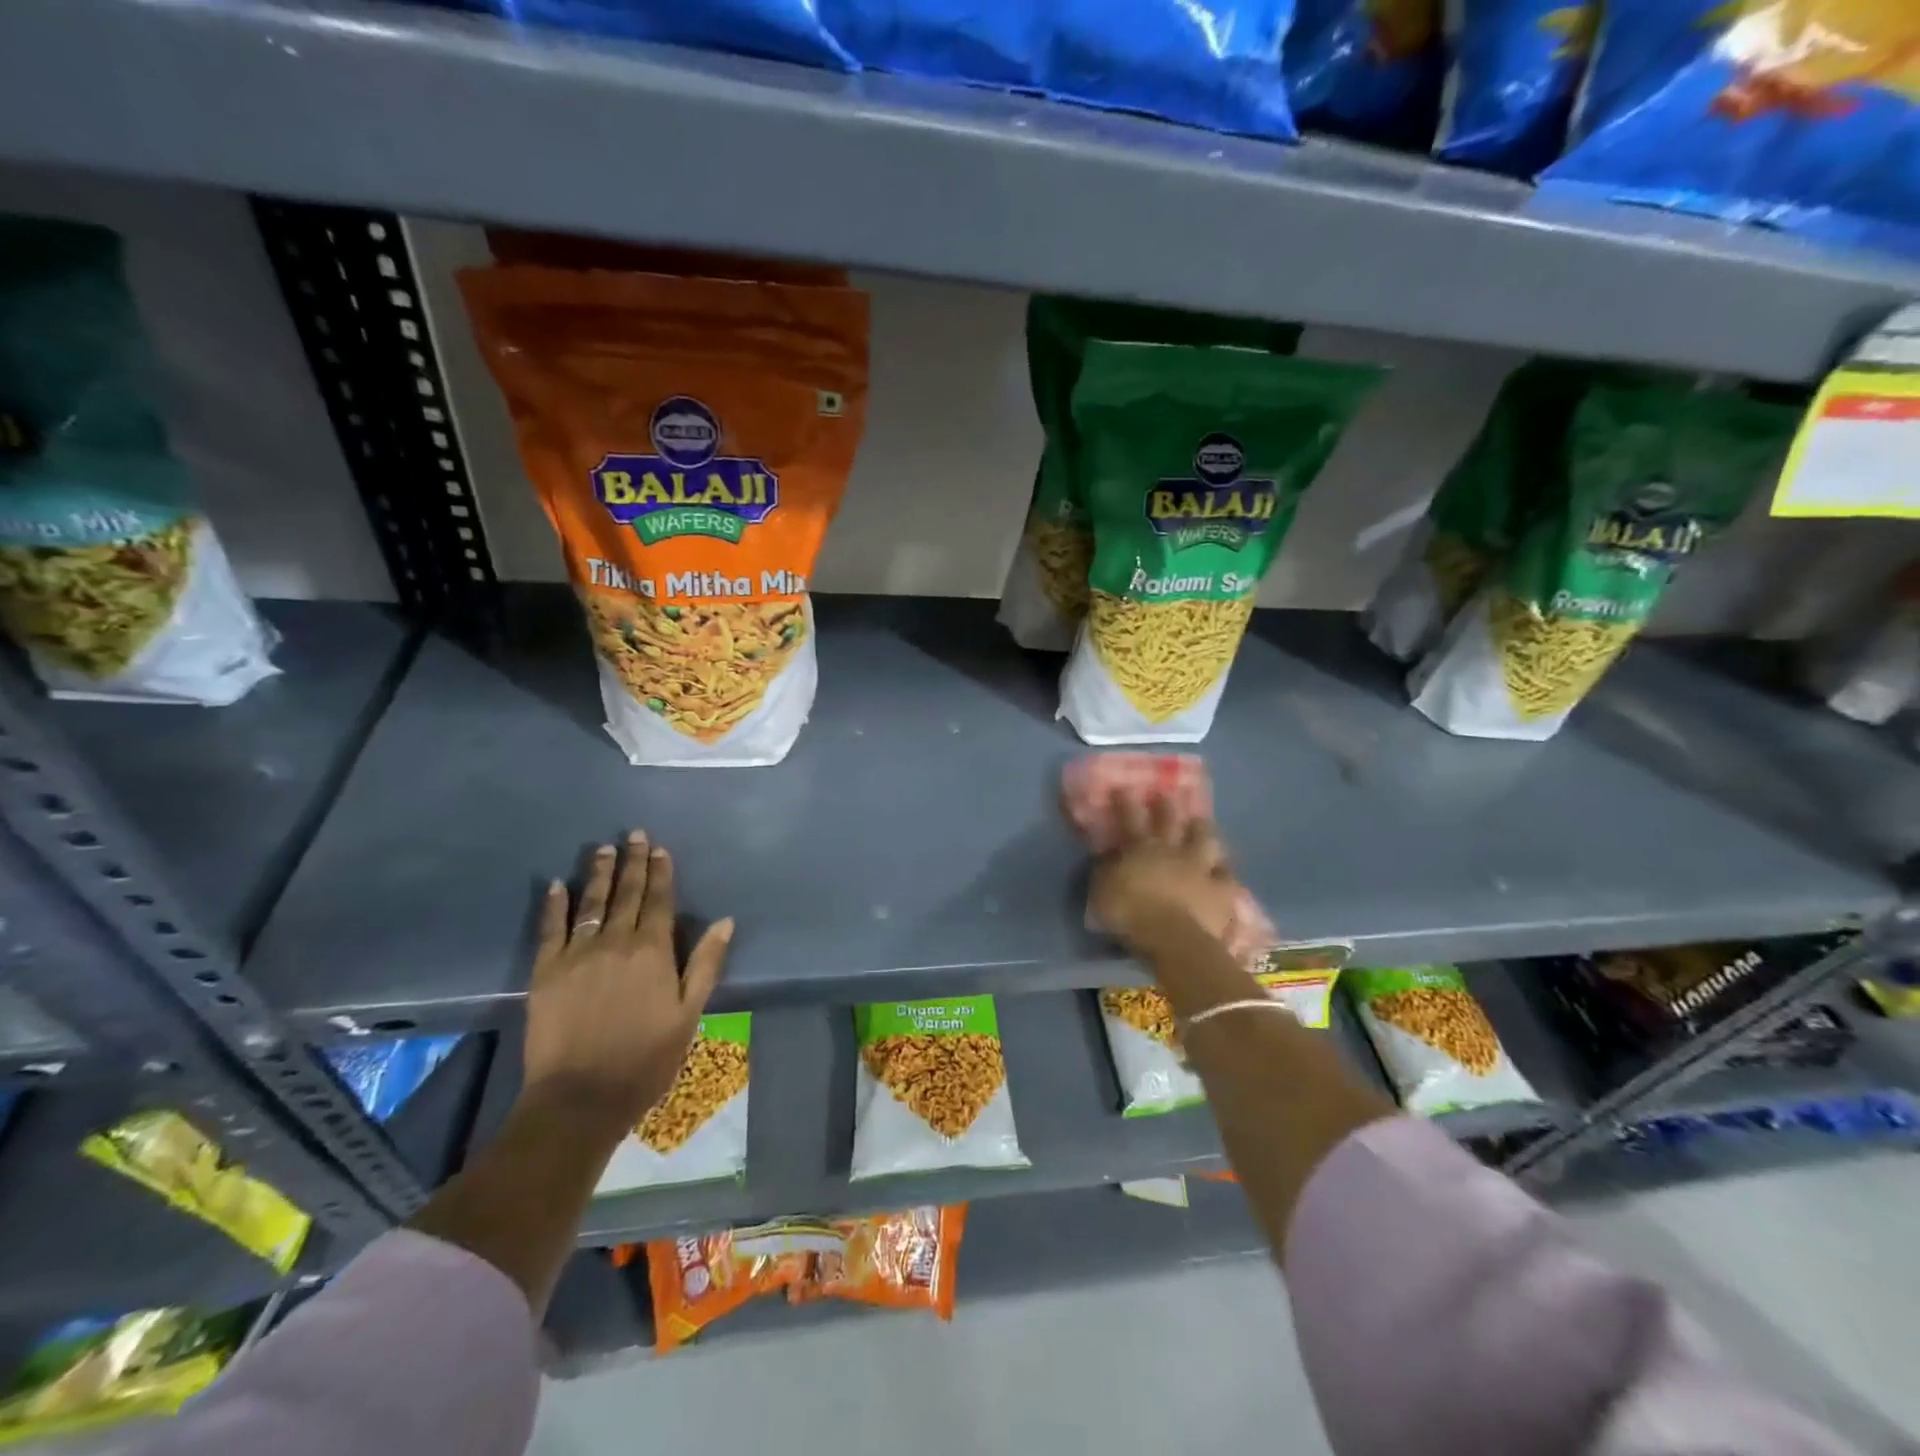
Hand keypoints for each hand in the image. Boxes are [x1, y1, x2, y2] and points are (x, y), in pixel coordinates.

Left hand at [521, 830, 733, 1139]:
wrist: (581, 1097)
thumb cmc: (646, 1058)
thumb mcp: (689, 1014)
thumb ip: (705, 964)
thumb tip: (726, 922)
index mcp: (653, 951)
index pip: (658, 901)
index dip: (660, 873)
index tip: (659, 848)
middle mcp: (616, 942)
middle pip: (626, 894)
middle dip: (632, 862)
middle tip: (633, 834)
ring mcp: (577, 955)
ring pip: (591, 904)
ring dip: (598, 874)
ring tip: (602, 849)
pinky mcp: (545, 972)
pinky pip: (550, 929)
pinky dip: (554, 904)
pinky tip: (556, 884)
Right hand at [1087, 795, 1239, 957]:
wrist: (1173, 938)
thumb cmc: (1130, 914)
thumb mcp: (1102, 891)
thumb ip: (1105, 870)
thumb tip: (1107, 855)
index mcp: (1139, 849)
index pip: (1130, 818)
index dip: (1126, 801)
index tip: (1124, 787)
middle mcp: (1171, 850)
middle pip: (1169, 821)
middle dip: (1166, 806)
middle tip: (1167, 793)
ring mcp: (1200, 867)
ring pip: (1204, 839)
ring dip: (1202, 829)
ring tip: (1202, 821)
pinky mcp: (1221, 889)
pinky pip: (1226, 875)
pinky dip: (1225, 871)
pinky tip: (1226, 869)